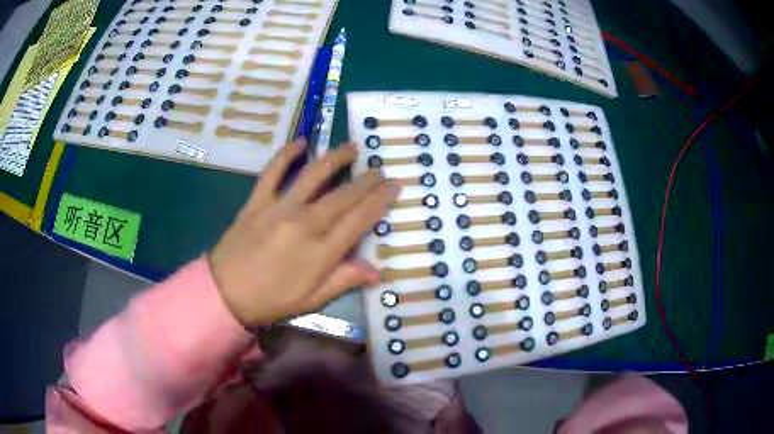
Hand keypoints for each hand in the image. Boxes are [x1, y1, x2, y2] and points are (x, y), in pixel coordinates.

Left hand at [209, 140, 398, 326]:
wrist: (226, 293)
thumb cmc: (272, 300)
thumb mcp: (312, 300)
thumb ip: (344, 280)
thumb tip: (377, 271)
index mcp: (322, 252)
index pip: (360, 219)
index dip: (381, 200)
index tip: (395, 185)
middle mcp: (305, 223)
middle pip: (344, 195)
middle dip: (367, 179)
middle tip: (381, 169)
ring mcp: (280, 208)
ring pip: (314, 175)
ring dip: (336, 158)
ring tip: (352, 148)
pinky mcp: (258, 201)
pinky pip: (273, 171)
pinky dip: (286, 154)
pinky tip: (301, 141)